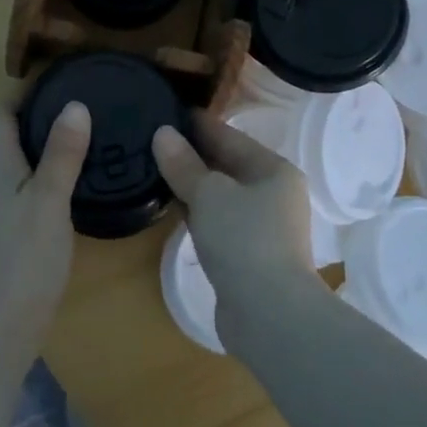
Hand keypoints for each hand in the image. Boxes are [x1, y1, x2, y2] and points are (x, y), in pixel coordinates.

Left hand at [0, 101, 89, 369]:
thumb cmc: (24, 258)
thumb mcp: (49, 200)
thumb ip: (62, 153)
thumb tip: (76, 103)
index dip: (20, 94)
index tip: (58, 79)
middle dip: (19, 114)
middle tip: (60, 104)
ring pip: (4, 160)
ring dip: (27, 141)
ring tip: (68, 132)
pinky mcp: (7, 230)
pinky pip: (16, 183)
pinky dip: (34, 169)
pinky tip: (64, 177)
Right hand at [153, 115, 319, 341]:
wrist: (270, 315)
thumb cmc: (244, 240)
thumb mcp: (209, 194)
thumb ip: (184, 164)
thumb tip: (163, 133)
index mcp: (274, 169)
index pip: (229, 136)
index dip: (197, 124)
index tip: (166, 110)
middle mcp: (274, 194)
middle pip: (227, 165)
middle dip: (192, 155)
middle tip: (152, 140)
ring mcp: (264, 227)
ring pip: (222, 196)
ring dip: (193, 185)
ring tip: (156, 169)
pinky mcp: (250, 255)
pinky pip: (219, 222)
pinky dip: (198, 213)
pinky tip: (173, 209)